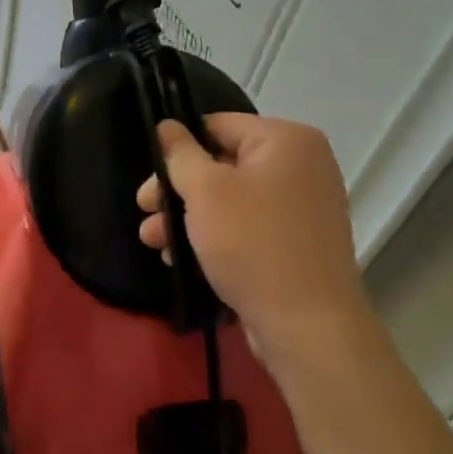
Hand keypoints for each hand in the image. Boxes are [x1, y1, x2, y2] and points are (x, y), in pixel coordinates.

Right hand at [136, 115, 370, 364]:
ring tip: (152, 240)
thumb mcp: (205, 192)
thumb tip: (167, 126)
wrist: (308, 328)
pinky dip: (216, 236)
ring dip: (188, 217)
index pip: (218, 125)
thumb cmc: (253, 244)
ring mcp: (303, 207)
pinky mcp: (297, 243)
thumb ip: (180, 154)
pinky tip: (179, 257)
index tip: (150, 175)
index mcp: (287, 140)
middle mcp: (302, 166)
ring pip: (231, 199)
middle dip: (178, 189)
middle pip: (223, 163)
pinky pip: (248, 226)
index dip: (179, 147)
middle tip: (144, 209)